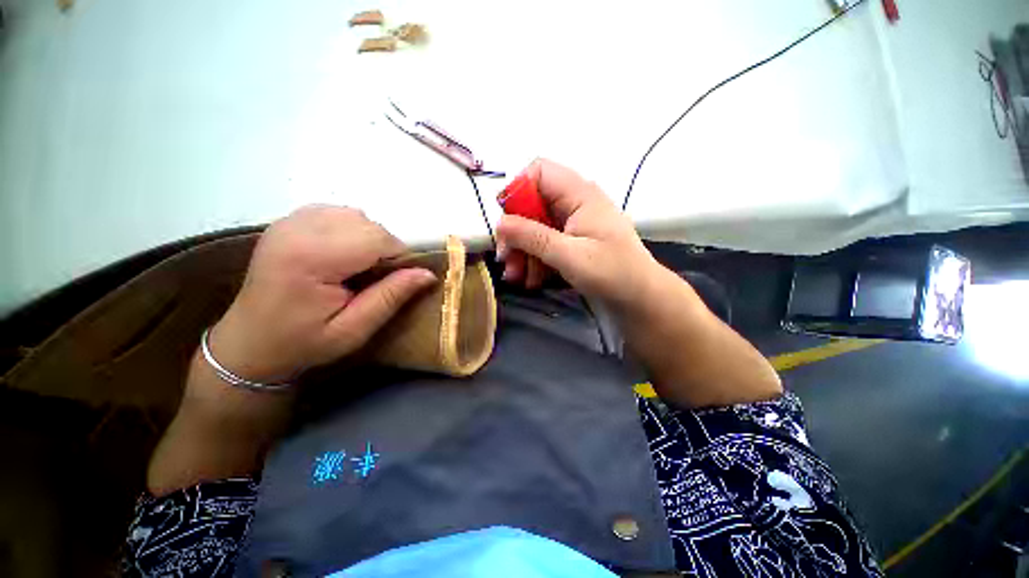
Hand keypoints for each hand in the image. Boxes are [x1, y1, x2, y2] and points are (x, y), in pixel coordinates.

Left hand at [209, 205, 436, 383]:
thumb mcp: (354, 330)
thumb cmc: (302, 343)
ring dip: (369, 238)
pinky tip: (344, 253)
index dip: (398, 257)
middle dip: (385, 248)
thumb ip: (391, 297)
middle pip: (367, 223)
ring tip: (360, 267)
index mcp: (311, 257)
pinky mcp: (288, 222)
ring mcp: (289, 221)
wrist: (249, 344)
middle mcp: (297, 229)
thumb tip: (427, 274)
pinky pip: (337, 213)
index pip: (377, 238)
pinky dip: (352, 230)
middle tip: (378, 278)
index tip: (397, 281)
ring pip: (355, 215)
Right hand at [496, 159, 662, 307]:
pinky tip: (531, 280)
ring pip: (535, 227)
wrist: (640, 298)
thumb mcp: (569, 255)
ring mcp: (572, 224)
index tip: (505, 222)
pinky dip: (535, 260)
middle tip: (506, 259)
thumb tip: (500, 223)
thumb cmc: (611, 273)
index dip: (517, 191)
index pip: (539, 172)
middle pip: (532, 204)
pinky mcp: (571, 243)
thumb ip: (533, 237)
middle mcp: (574, 204)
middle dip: (516, 232)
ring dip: (522, 251)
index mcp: (579, 194)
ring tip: (517, 277)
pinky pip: (545, 243)